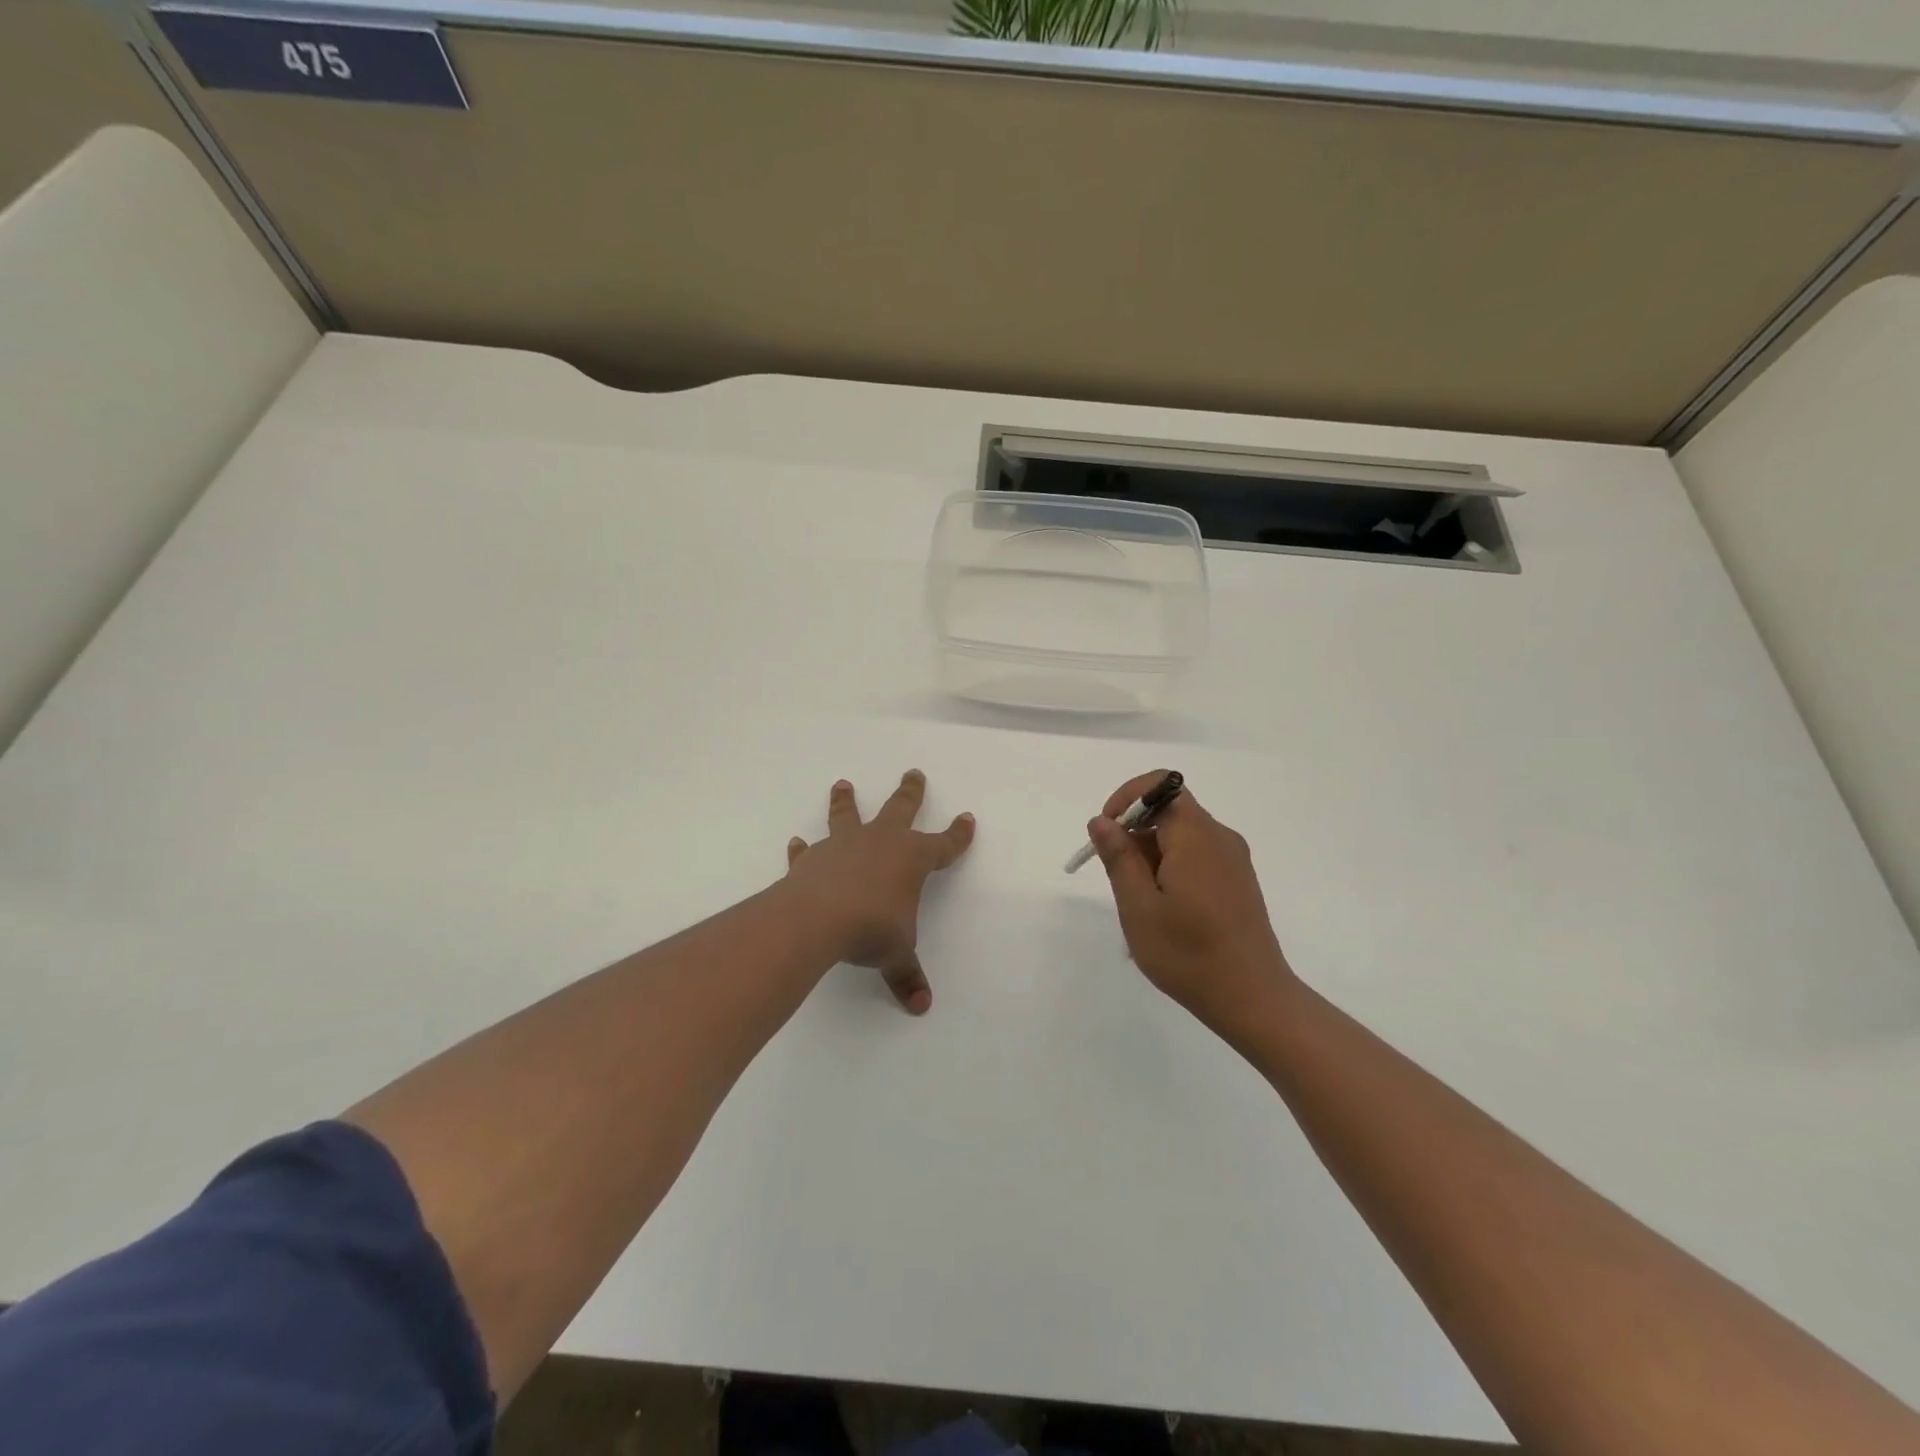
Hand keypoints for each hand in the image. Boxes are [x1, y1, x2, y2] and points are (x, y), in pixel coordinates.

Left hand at [784, 771, 975, 1014]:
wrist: (818, 918)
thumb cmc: (872, 928)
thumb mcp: (896, 954)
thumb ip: (907, 975)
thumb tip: (921, 1005)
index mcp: (912, 858)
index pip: (944, 844)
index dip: (958, 834)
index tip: (968, 819)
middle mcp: (881, 842)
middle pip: (901, 808)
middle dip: (910, 792)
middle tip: (913, 772)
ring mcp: (845, 845)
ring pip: (848, 815)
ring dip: (846, 800)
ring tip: (842, 784)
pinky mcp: (813, 858)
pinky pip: (808, 850)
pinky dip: (803, 849)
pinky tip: (796, 844)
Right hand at [1089, 771, 1295, 1039]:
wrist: (1253, 998)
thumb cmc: (1189, 954)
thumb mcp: (1139, 906)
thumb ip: (1119, 857)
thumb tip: (1102, 820)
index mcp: (1196, 836)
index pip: (1160, 786)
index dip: (1127, 798)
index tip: (1107, 832)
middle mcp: (1220, 838)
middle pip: (1170, 811)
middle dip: (1135, 832)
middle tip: (1119, 878)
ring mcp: (1233, 860)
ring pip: (1182, 835)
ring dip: (1152, 854)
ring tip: (1141, 903)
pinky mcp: (1239, 881)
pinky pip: (1198, 855)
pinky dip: (1172, 866)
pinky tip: (1166, 910)